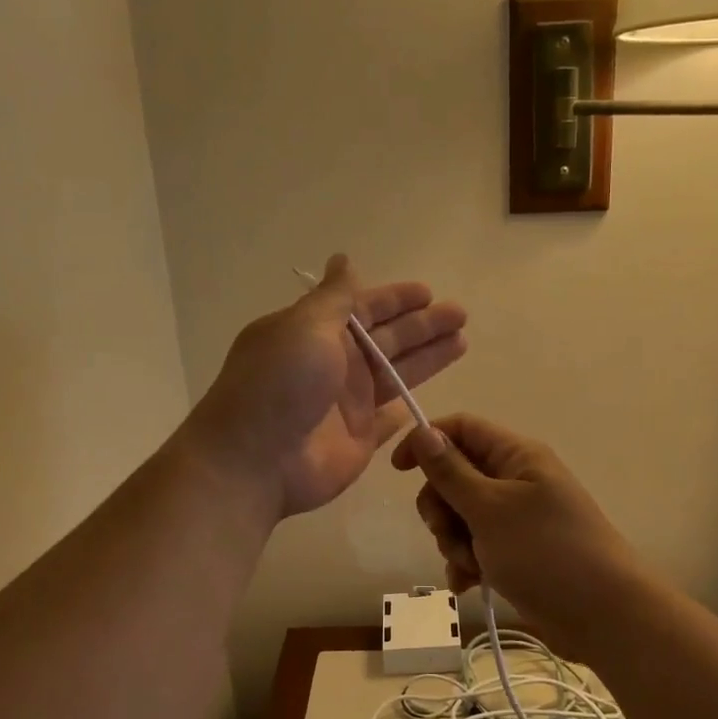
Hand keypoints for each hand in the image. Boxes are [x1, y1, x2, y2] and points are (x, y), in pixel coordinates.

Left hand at [182, 256, 466, 520]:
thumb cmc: (280, 384)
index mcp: (317, 332)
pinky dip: (405, 409)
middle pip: (388, 339)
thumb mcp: (305, 326)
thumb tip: (342, 259)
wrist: (256, 459)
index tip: (429, 292)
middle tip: (461, 314)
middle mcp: (334, 364)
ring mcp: (347, 403)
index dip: (396, 300)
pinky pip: (389, 419)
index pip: (365, 308)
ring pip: (396, 373)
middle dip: (423, 325)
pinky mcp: (359, 438)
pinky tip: (427, 398)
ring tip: (462, 341)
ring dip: (427, 358)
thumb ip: (335, 297)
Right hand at [390, 414, 648, 652]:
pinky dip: (467, 562)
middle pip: (455, 475)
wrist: (604, 616)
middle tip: (447, 532)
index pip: (461, 429)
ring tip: (469, 566)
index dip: (427, 441)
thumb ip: (451, 472)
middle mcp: (516, 480)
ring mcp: (517, 518)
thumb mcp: (490, 509)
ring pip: (461, 515)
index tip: (398, 471)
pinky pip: (476, 545)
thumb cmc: (546, 552)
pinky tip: (470, 584)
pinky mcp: (516, 551)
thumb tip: (422, 431)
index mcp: (516, 455)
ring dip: (454, 541)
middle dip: (441, 507)